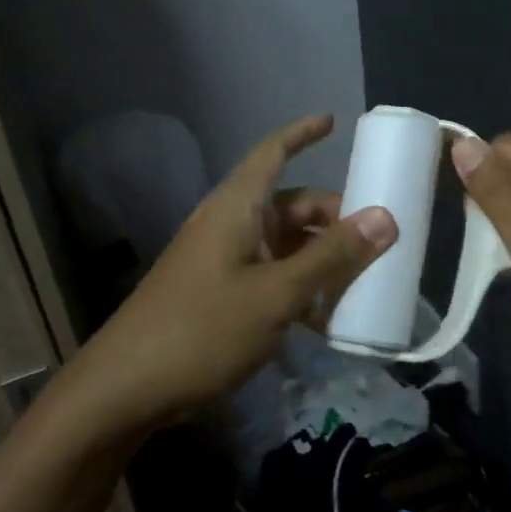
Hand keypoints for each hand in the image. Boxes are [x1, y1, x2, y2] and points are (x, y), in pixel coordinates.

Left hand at [69, 114, 395, 429]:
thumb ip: (331, 256)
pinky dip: (301, 287)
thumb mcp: (276, 294)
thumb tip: (385, 217)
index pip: (272, 152)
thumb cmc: (202, 330)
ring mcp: (224, 261)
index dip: (302, 133)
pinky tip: (327, 319)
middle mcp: (231, 225)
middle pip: (291, 206)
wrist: (125, 390)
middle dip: (334, 218)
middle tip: (378, 241)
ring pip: (286, 245)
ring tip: (362, 284)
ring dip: (322, 259)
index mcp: (237, 208)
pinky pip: (272, 276)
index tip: (335, 121)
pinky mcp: (221, 294)